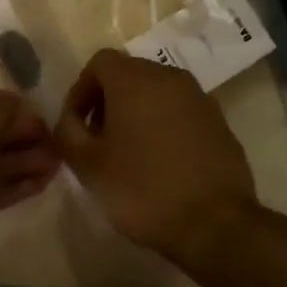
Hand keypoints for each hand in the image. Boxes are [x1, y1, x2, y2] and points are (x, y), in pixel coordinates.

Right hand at [54, 49, 256, 264]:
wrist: (215, 224)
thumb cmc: (143, 190)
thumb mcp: (88, 165)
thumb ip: (68, 133)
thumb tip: (69, 121)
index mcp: (135, 81)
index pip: (100, 62)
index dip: (81, 90)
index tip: (76, 125)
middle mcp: (169, 78)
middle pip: (129, 73)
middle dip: (108, 100)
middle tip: (98, 139)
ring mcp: (199, 98)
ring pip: (157, 91)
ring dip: (137, 112)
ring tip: (129, 152)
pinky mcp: (219, 122)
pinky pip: (181, 111)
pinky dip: (164, 125)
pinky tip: (161, 162)